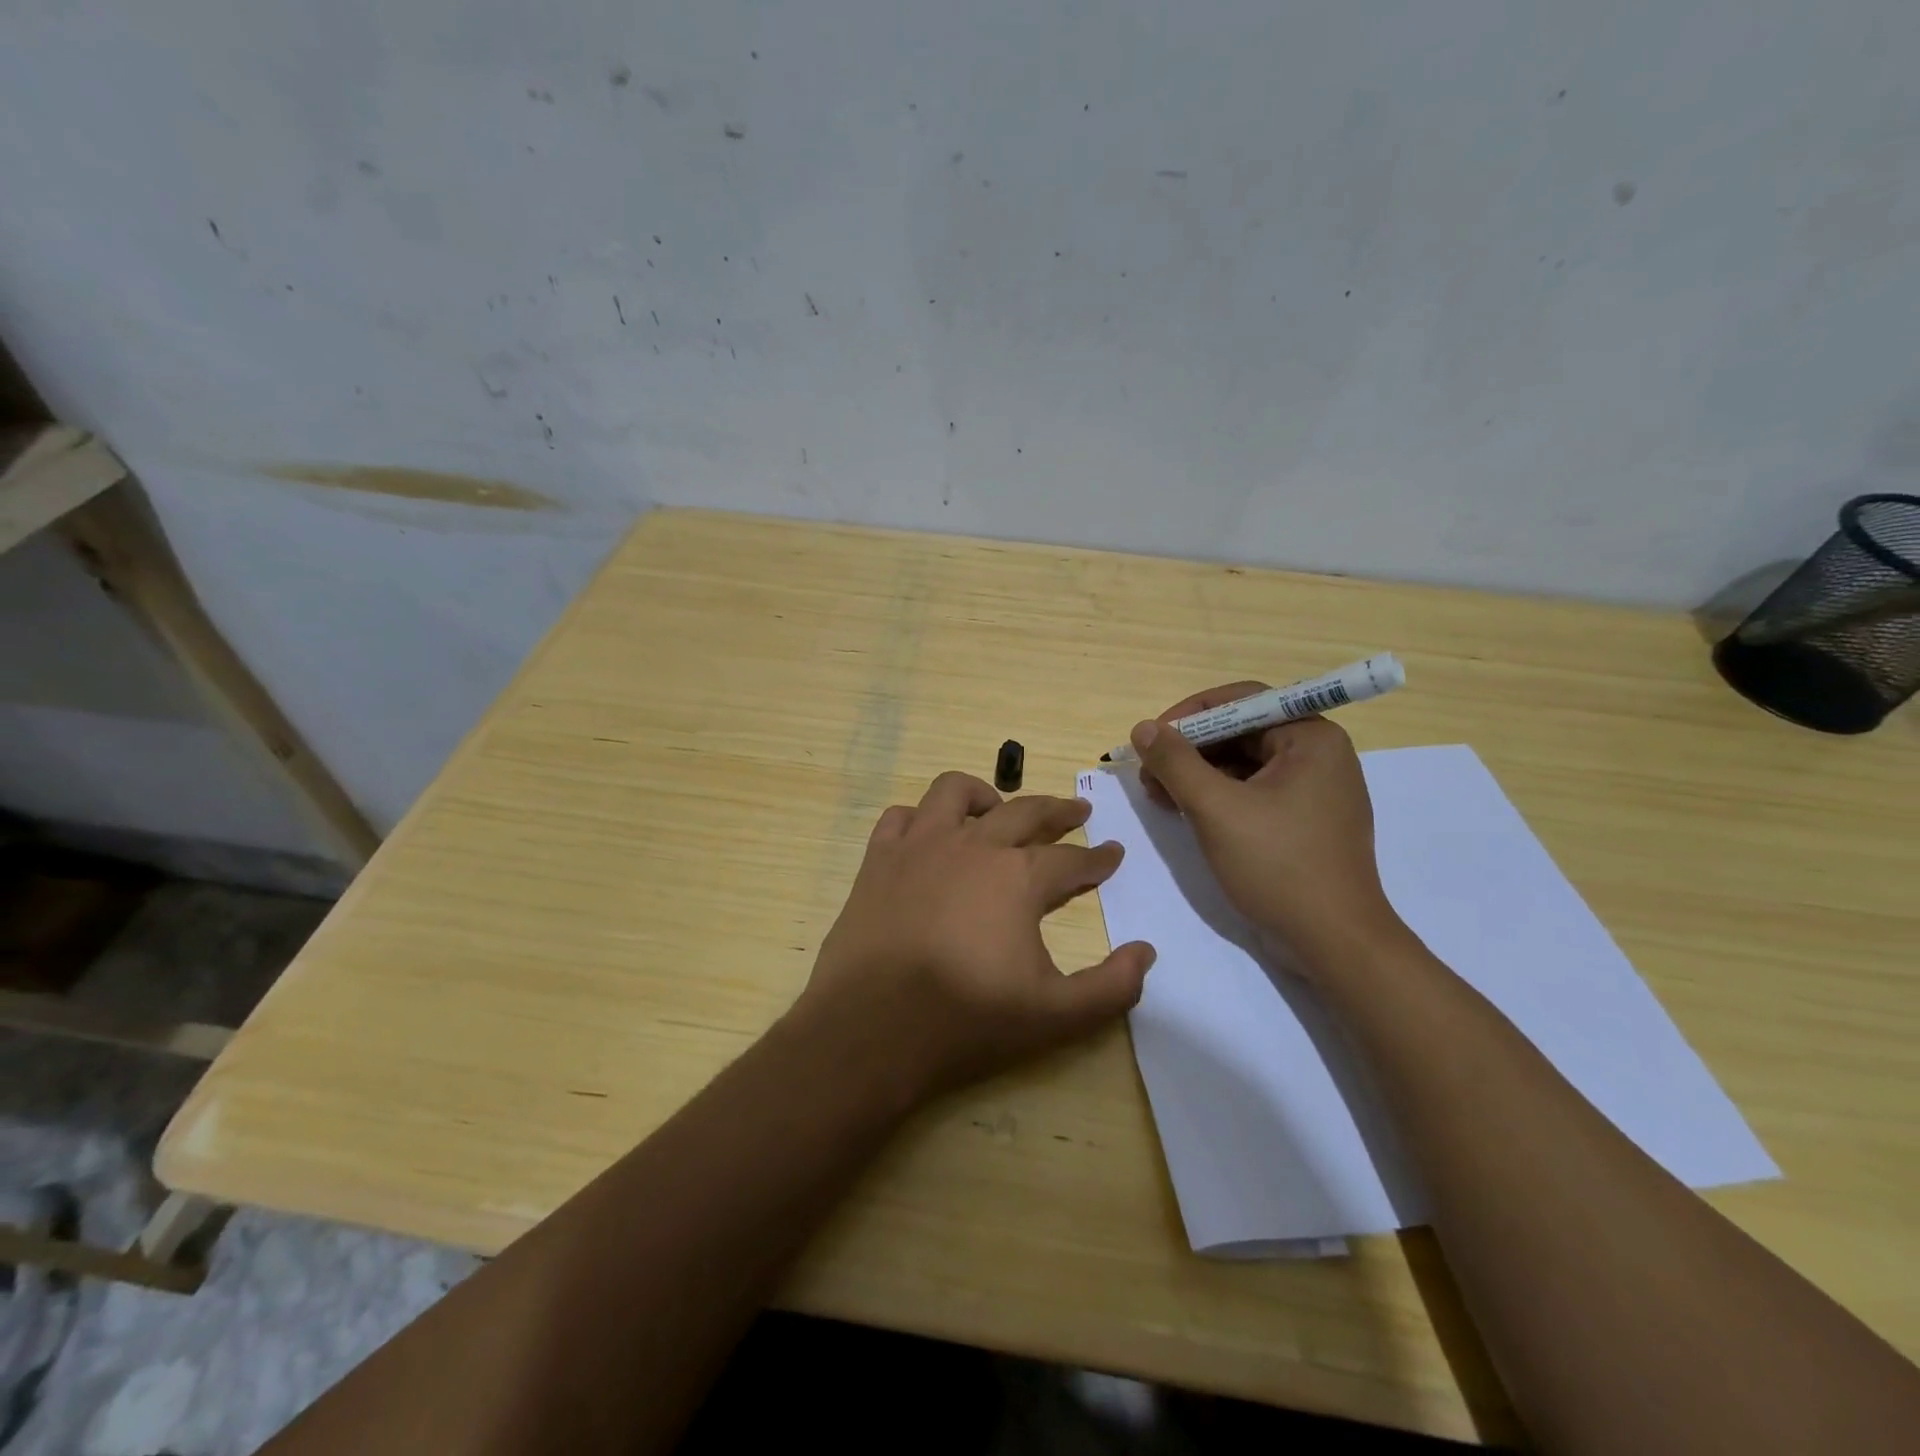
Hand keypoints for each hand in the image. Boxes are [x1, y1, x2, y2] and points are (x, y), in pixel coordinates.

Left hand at [799, 772, 1155, 1106]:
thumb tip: (1145, 952)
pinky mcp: (879, 858)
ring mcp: (920, 845)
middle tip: (1076, 812)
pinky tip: (929, 834)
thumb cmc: (967, 1020)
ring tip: (997, 808)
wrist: (872, 1028)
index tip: (1113, 852)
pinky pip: (901, 817)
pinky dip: (920, 818)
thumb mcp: (1056, 1016)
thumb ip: (1111, 986)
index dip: (1098, 859)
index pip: (1072, 860)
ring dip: (984, 795)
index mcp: (1018, 877)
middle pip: (1024, 812)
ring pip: (955, 792)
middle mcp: (973, 845)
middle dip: (1058, 810)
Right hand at [1131, 684, 1406, 975]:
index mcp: (1311, 737)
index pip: (1242, 701)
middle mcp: (1319, 754)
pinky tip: (1184, 811)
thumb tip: (1142, 728)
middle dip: (1190, 749)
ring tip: (1158, 794)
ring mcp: (1315, 790)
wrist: (1334, 942)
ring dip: (1198, 774)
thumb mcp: (1216, 809)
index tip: (1151, 738)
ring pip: (1244, 764)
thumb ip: (1176, 762)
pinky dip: (1218, 796)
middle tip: (1149, 772)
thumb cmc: (1278, 865)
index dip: (1190, 714)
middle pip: (1241, 732)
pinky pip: (1254, 792)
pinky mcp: (1305, 821)